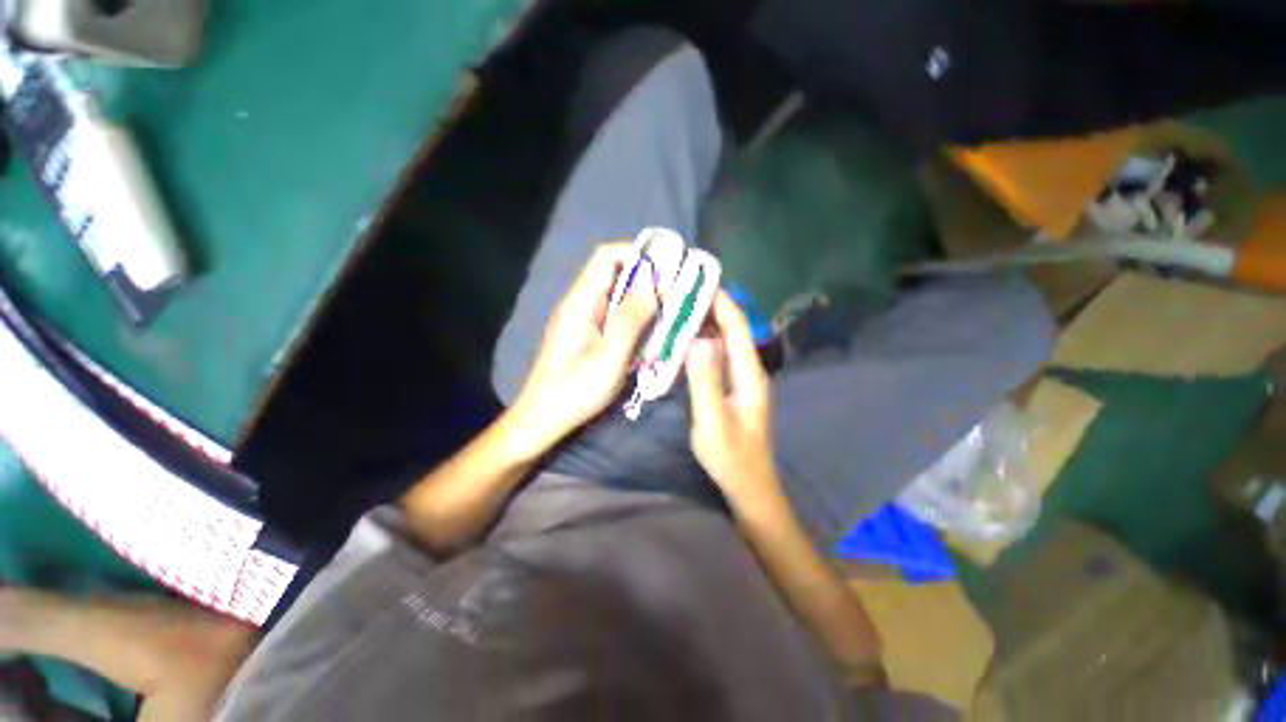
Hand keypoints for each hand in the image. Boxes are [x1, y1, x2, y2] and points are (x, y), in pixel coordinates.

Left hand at [512, 243, 656, 448]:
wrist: (543, 418)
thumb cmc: (574, 392)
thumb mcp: (608, 358)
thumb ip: (630, 320)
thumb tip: (653, 284)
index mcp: (581, 302)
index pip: (606, 257)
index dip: (637, 254)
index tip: (667, 268)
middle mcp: (580, 304)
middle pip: (613, 273)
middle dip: (646, 278)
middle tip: (675, 293)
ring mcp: (583, 319)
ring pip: (616, 295)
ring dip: (642, 299)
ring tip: (669, 311)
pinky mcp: (587, 334)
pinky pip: (614, 314)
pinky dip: (634, 316)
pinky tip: (650, 332)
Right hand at [686, 291, 782, 510]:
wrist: (749, 487)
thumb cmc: (732, 457)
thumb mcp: (712, 421)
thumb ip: (705, 380)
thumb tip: (697, 340)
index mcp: (749, 373)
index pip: (737, 327)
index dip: (721, 301)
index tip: (699, 280)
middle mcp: (748, 370)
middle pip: (730, 330)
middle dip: (709, 307)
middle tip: (680, 291)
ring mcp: (740, 379)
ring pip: (722, 342)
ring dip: (704, 324)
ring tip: (677, 308)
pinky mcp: (730, 388)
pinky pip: (716, 357)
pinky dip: (701, 344)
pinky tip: (683, 341)